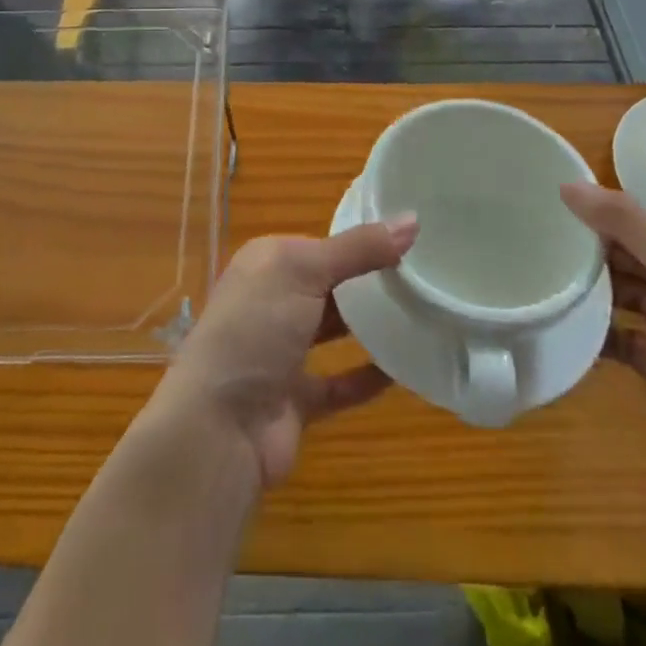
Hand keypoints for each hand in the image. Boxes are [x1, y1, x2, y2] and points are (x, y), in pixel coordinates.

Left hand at [149, 216, 419, 490]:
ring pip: (333, 331)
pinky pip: (340, 382)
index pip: (320, 244)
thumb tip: (412, 219)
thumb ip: (359, 249)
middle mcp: (271, 302)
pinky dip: (368, 376)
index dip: (361, 242)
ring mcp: (282, 353)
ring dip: (370, 326)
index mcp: (267, 263)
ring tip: (423, 314)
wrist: (219, 426)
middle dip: (369, 282)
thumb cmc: (256, 328)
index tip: (411, 241)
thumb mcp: (305, 272)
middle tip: (426, 277)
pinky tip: (404, 368)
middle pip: (329, 286)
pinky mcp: (296, 399)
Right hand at [562, 184, 645, 498]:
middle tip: (535, 241)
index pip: (640, 221)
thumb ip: (625, 219)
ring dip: (588, 288)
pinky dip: (593, 331)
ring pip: (620, 294)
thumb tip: (568, 185)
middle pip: (628, 256)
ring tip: (543, 277)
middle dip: (589, 249)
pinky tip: (563, 323)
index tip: (548, 207)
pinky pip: (616, 338)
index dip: (599, 213)